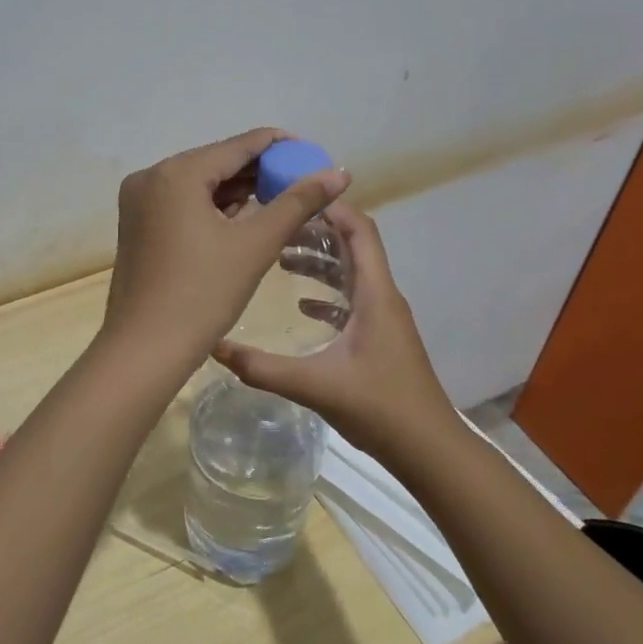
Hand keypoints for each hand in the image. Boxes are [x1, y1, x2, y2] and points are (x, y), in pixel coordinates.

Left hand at [102, 129, 349, 370]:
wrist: (145, 349)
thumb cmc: (202, 294)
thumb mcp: (255, 245)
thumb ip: (298, 202)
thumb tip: (339, 173)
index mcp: (176, 173)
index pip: (239, 145)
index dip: (281, 147)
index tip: (315, 156)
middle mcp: (151, 177)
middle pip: (217, 162)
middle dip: (261, 173)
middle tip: (302, 186)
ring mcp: (139, 202)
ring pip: (200, 185)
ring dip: (238, 193)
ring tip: (280, 204)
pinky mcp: (137, 226)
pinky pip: (183, 204)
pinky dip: (213, 209)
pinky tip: (242, 222)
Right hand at [214, 203, 455, 461]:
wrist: (427, 448)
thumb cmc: (379, 408)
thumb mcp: (315, 385)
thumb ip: (262, 367)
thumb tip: (214, 346)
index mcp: (375, 294)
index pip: (359, 231)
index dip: (330, 207)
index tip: (292, 195)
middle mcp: (382, 297)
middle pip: (352, 246)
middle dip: (315, 231)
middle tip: (274, 224)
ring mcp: (383, 318)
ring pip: (351, 274)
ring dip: (319, 261)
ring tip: (279, 257)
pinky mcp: (379, 338)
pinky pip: (351, 300)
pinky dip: (326, 293)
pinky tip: (300, 304)